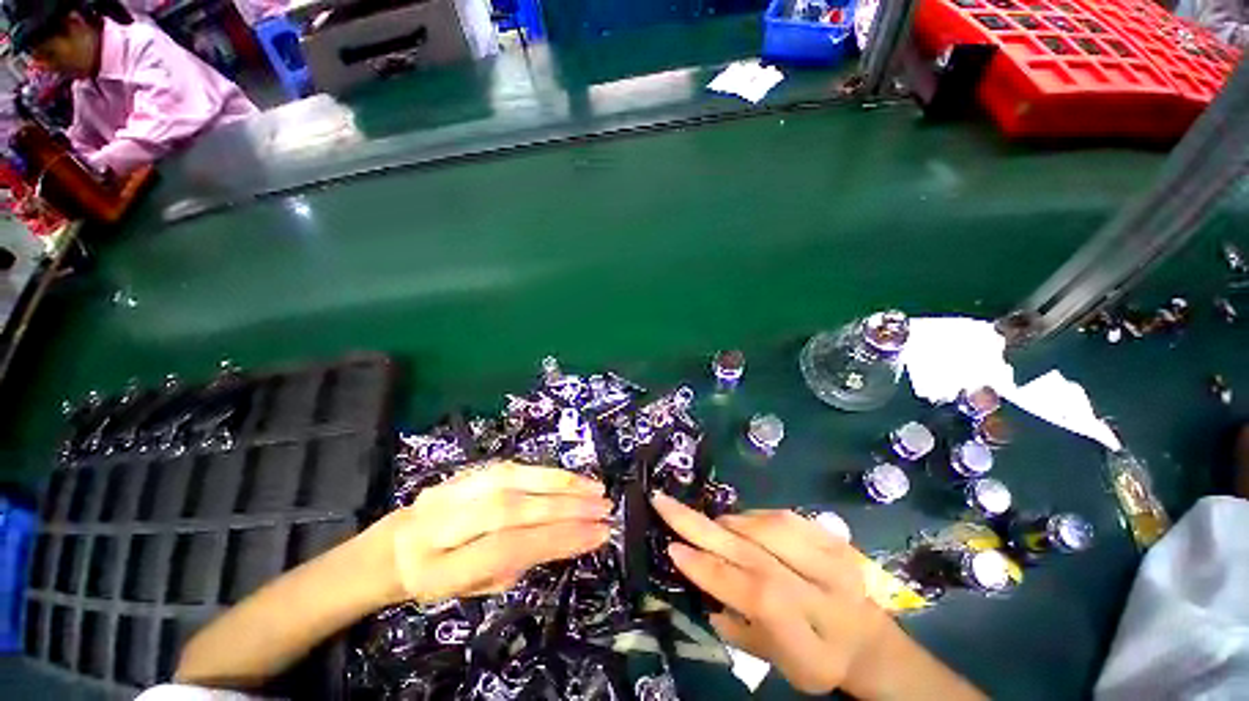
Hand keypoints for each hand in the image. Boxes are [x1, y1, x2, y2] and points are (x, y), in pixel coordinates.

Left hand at [367, 461, 612, 604]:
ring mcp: (454, 489)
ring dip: (561, 483)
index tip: (598, 535)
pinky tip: (570, 478)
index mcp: (441, 568)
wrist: (397, 544)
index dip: (557, 539)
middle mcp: (444, 522)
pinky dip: (546, 472)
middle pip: (512, 509)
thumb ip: (518, 562)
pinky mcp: (468, 470)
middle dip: (566, 507)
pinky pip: (513, 467)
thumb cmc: (439, 577)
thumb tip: (567, 536)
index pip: (508, 547)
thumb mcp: (474, 588)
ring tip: (595, 490)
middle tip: (604, 509)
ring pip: (513, 481)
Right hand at [652, 493, 893, 695]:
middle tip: (664, 503)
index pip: (756, 597)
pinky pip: (784, 516)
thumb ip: (737, 628)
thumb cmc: (816, 659)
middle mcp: (828, 598)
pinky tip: (741, 523)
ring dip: (729, 522)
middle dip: (701, 527)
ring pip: (767, 527)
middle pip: (756, 555)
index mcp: (813, 644)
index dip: (712, 571)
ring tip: (710, 525)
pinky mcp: (836, 540)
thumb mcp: (777, 662)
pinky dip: (753, 515)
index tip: (673, 549)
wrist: (870, 641)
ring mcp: (836, 562)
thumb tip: (699, 577)